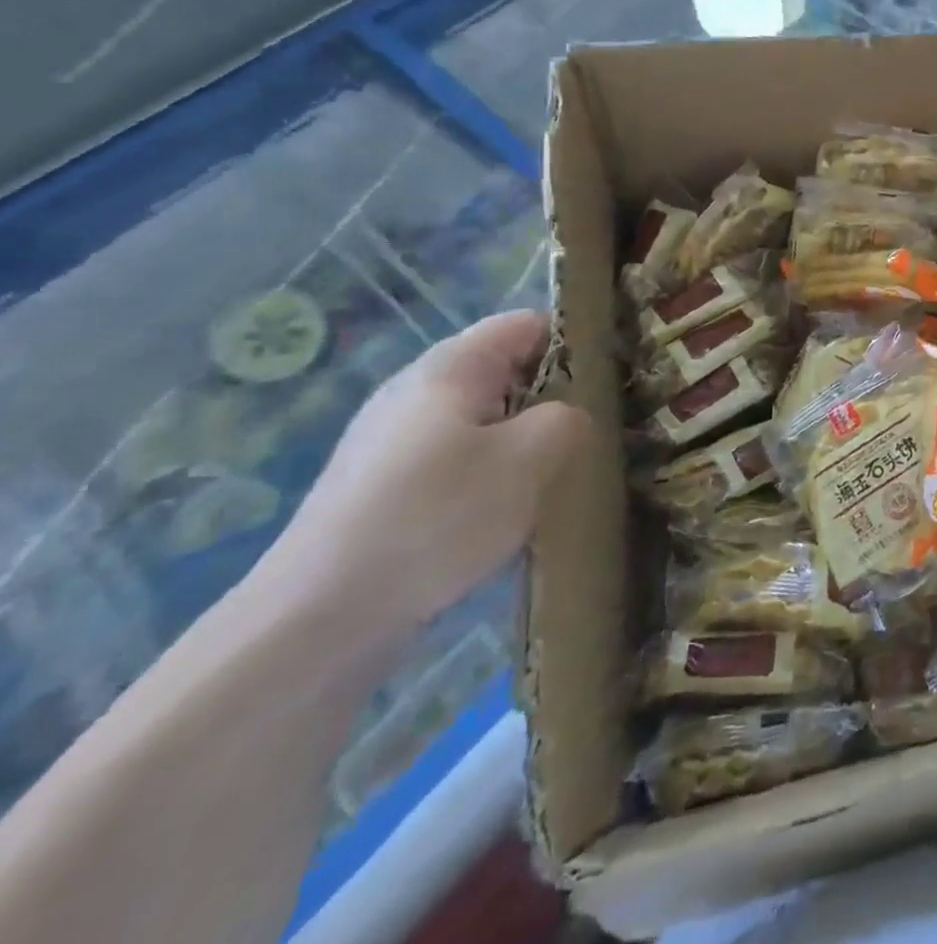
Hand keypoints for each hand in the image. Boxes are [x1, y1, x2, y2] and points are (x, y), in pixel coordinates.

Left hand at [266, 311, 592, 634]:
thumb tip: (566, 418)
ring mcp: (392, 441)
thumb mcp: (531, 458)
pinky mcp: (381, 488)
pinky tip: (501, 518)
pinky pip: (454, 462)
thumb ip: (568, 419)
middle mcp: (416, 391)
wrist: (317, 620)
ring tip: (553, 479)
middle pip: (505, 372)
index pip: (528, 324)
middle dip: (552, 397)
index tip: (612, 379)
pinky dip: (487, 477)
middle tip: (591, 434)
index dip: (575, 341)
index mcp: (451, 366)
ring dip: (522, 443)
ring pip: (483, 421)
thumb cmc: (437, 517)